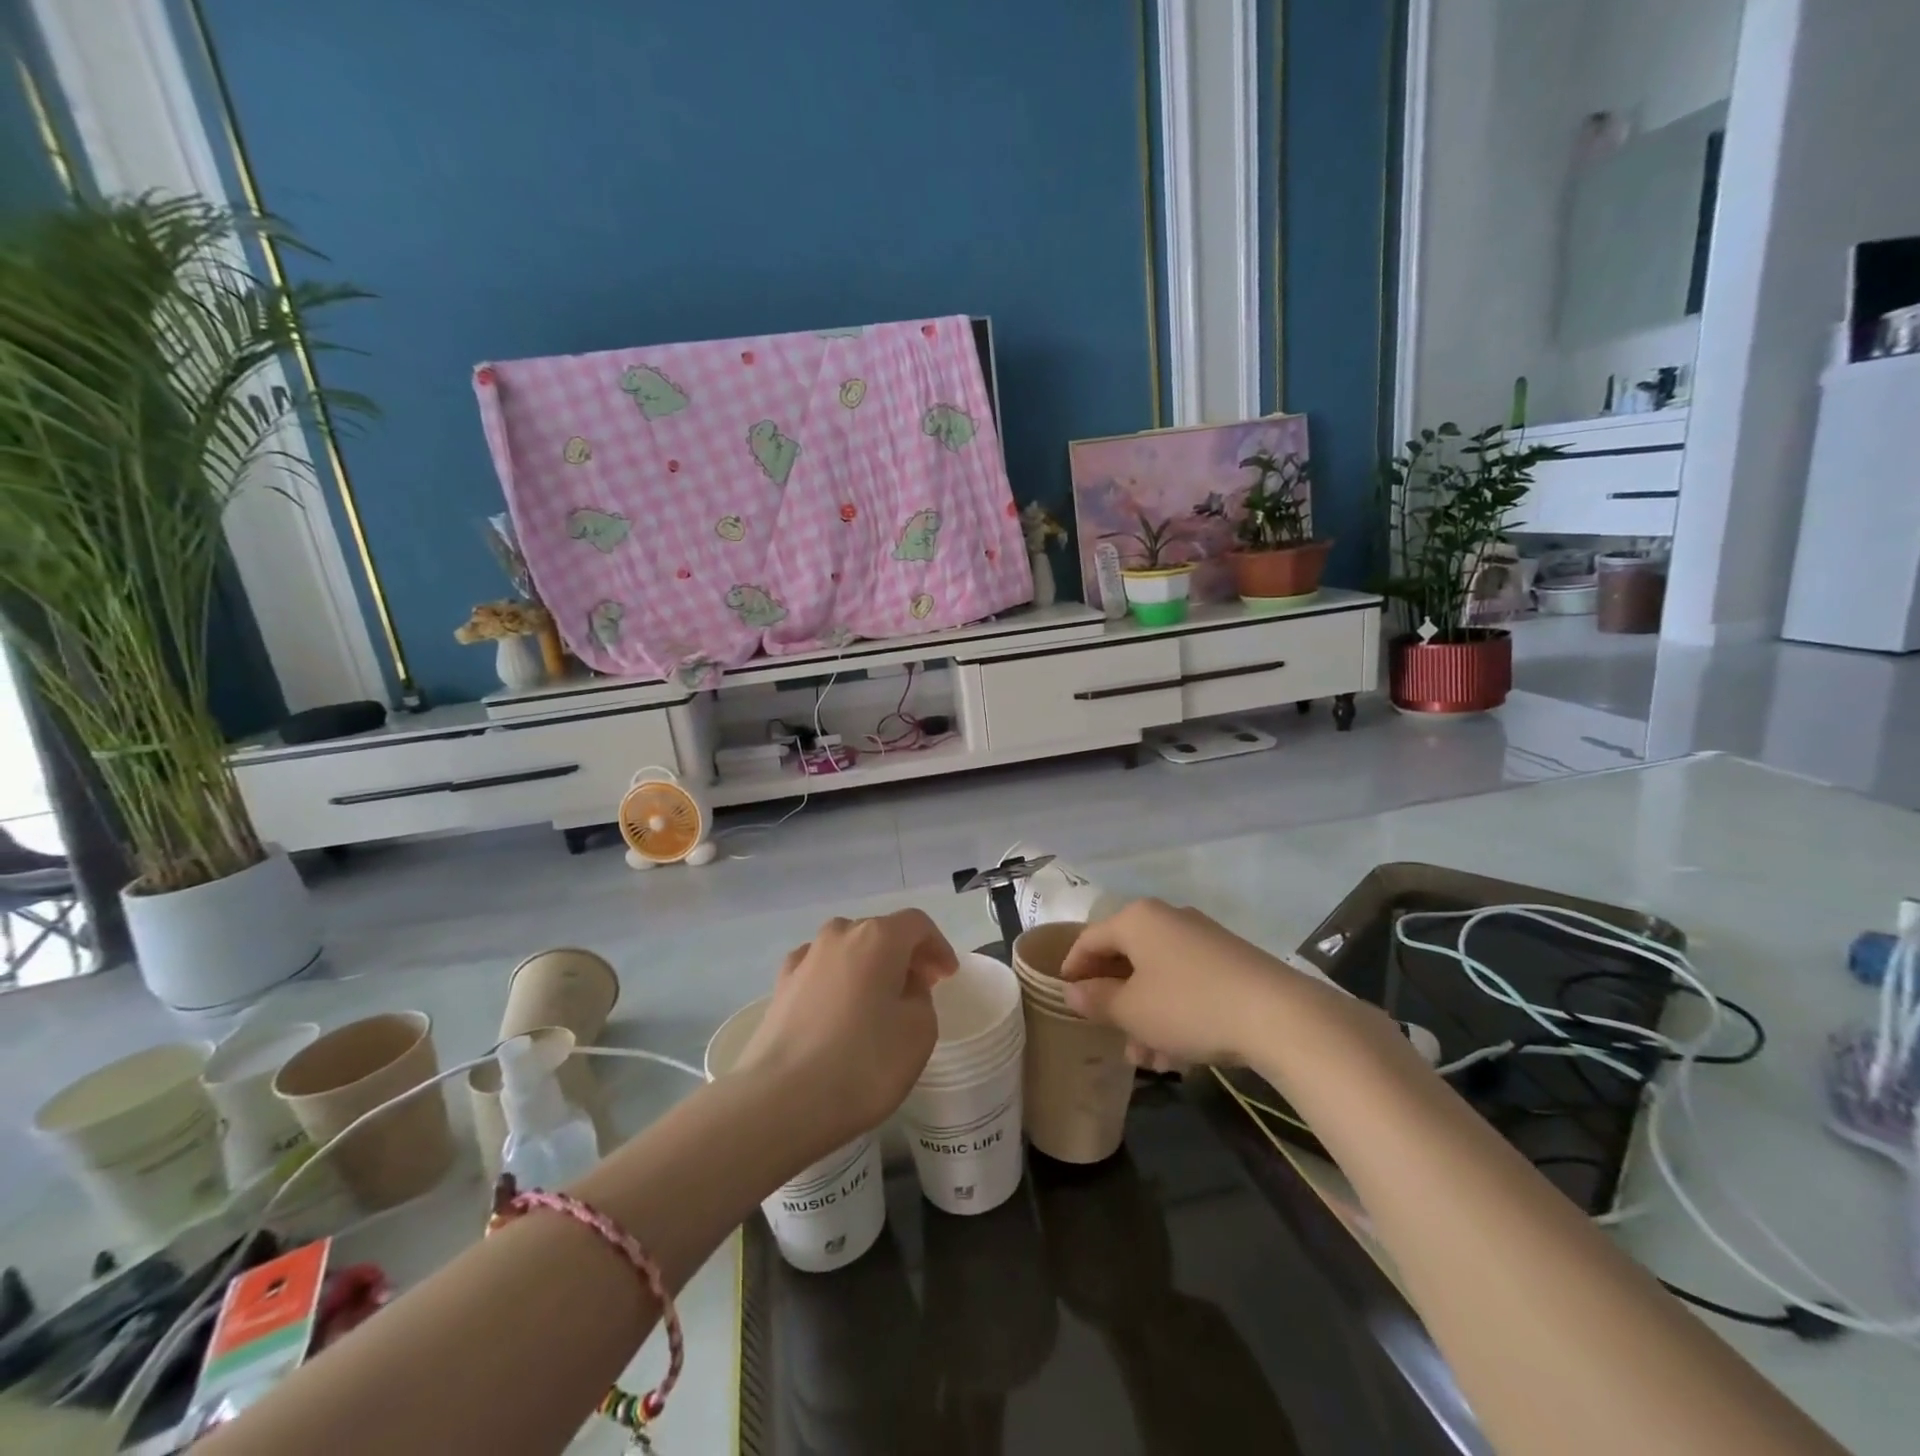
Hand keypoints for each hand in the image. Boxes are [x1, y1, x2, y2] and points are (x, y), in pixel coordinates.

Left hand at [734, 909, 956, 1160]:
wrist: (780, 1100)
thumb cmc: (863, 1063)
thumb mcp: (919, 1032)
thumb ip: (920, 997)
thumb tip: (902, 986)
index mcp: (878, 937)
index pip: (917, 925)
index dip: (937, 946)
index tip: (948, 976)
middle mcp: (839, 934)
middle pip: (881, 933)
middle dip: (904, 955)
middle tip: (921, 986)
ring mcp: (804, 958)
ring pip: (848, 950)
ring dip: (869, 966)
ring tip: (879, 1000)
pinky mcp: (780, 986)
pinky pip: (820, 971)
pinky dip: (837, 981)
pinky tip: (838, 1009)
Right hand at [1059, 899, 1298, 1068]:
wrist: (1279, 1015)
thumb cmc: (1188, 1006)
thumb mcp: (1132, 1011)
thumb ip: (1096, 999)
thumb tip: (1073, 991)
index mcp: (1137, 919)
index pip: (1089, 939)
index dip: (1072, 969)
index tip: (1064, 1000)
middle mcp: (1167, 919)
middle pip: (1126, 959)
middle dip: (1116, 1004)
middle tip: (1112, 1039)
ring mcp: (1201, 939)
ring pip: (1157, 977)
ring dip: (1146, 1018)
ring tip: (1150, 1062)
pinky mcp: (1228, 961)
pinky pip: (1186, 983)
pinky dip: (1174, 1014)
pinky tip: (1180, 1055)